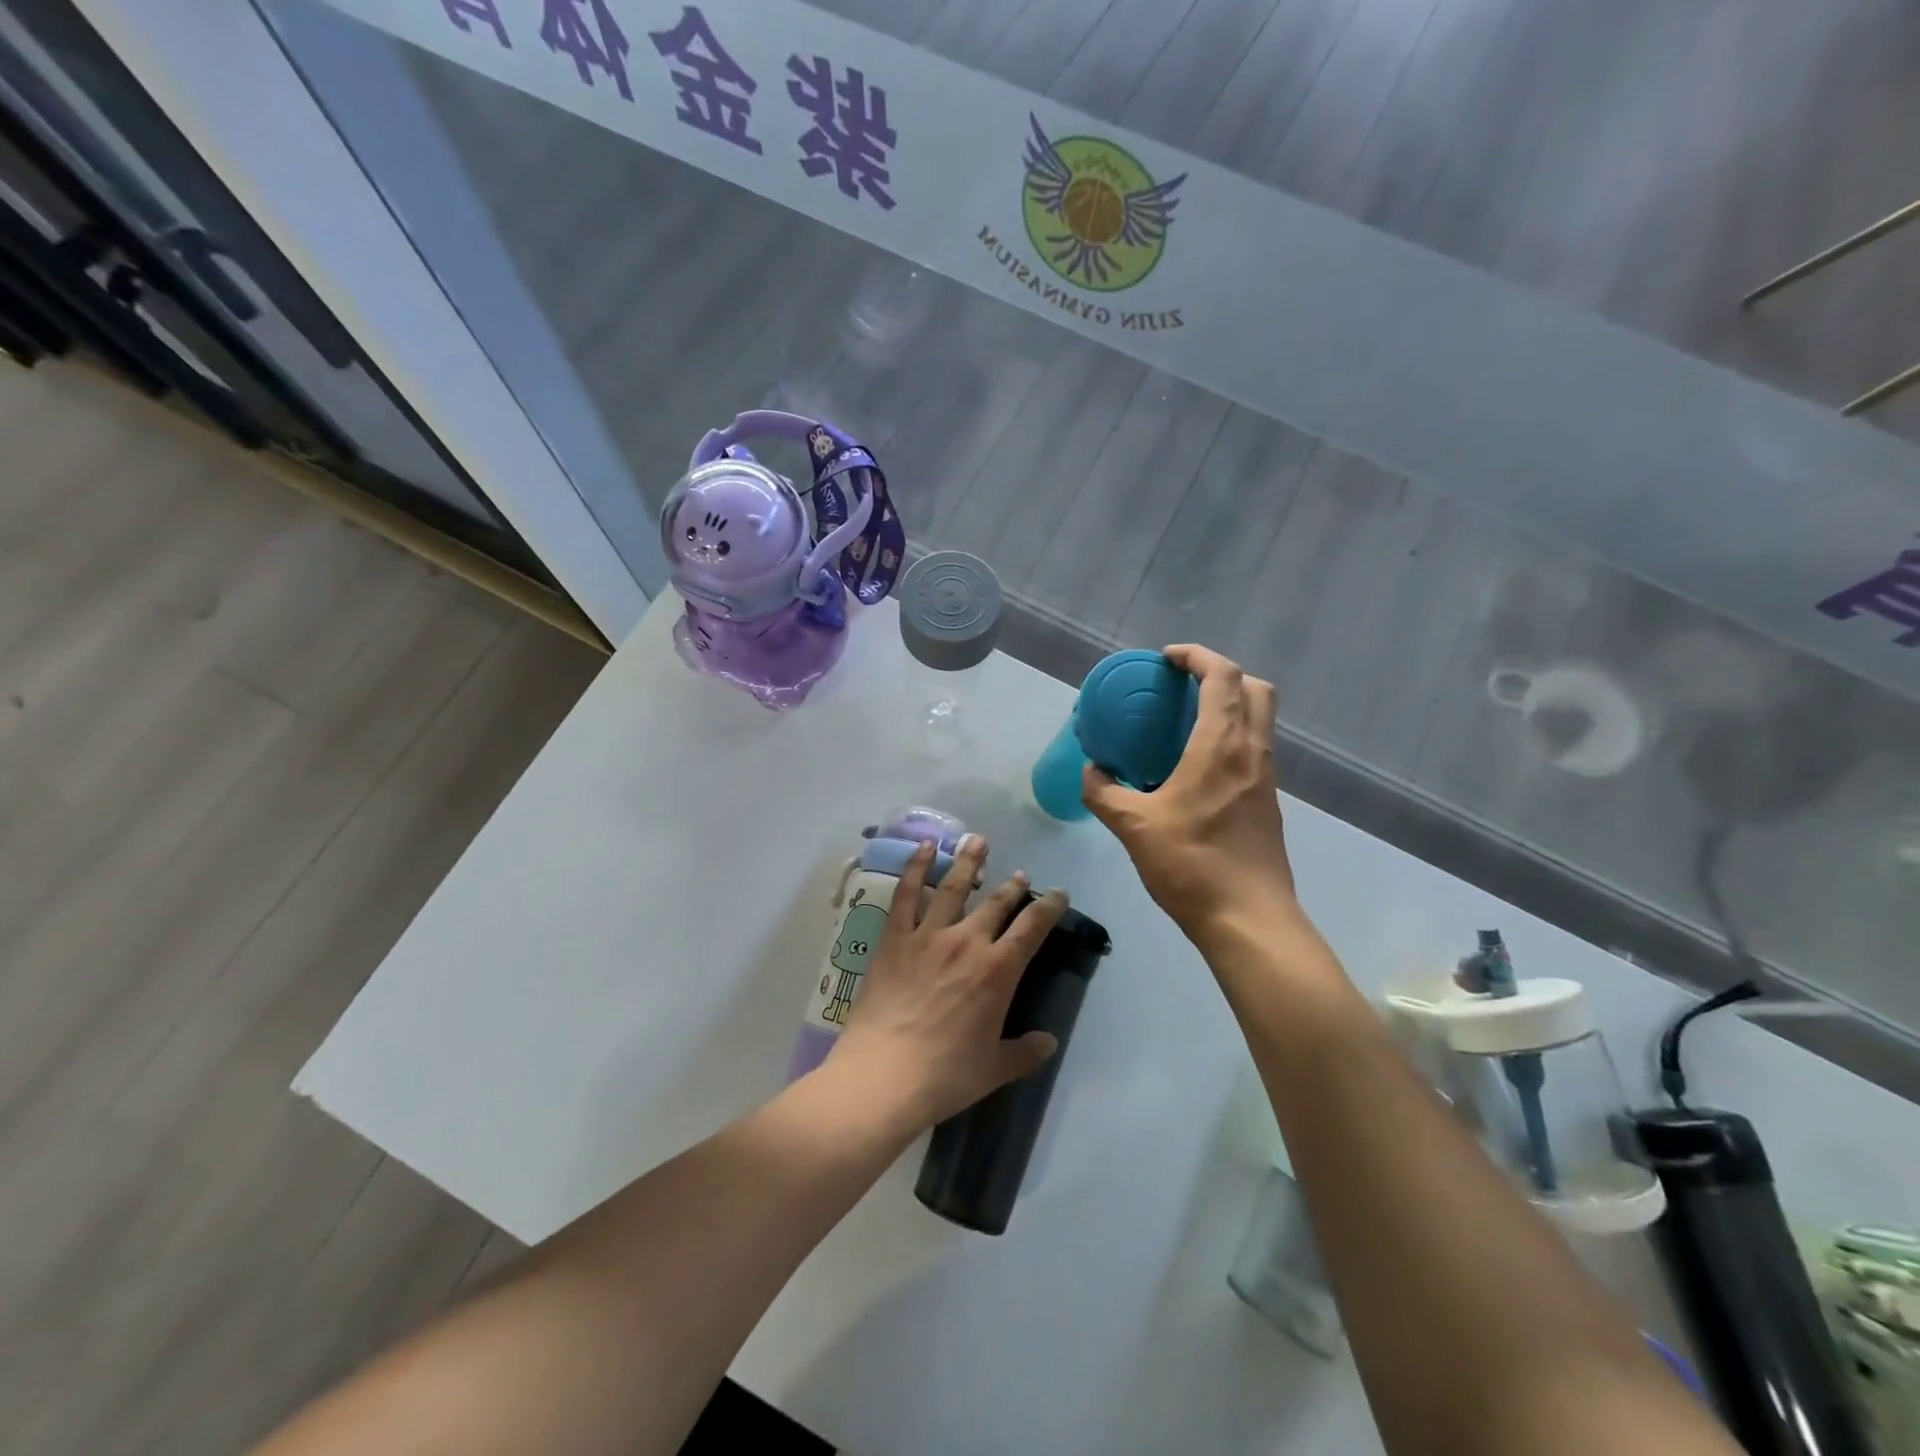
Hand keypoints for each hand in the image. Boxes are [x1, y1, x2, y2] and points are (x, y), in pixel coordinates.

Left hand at [831, 834, 1066, 1127]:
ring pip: (955, 886)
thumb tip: (1049, 1042)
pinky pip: (907, 895)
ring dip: (969, 861)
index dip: (1049, 906)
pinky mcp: (895, 938)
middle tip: (1019, 875)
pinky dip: (916, 867)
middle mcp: (967, 942)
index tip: (1058, 893)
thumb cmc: (945, 1076)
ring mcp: (928, 935)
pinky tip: (924, 848)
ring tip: (978, 840)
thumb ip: (1025, 1051)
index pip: (1033, 927)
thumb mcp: (994, 1069)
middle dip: (1012, 885)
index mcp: (998, 971)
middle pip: (997, 902)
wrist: (883, 1076)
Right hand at [1083, 645, 1296, 946]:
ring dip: (1230, 706)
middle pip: (1256, 688)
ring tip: (1185, 722)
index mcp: (1222, 747)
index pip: (1223, 677)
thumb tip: (1091, 772)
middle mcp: (1252, 752)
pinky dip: (1231, 737)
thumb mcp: (1133, 827)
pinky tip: (1197, 767)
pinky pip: (1254, 749)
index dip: (1197, 657)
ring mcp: (1265, 778)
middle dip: (1222, 674)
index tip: (1167, 660)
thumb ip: (1104, 793)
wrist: (1248, 919)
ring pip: (1260, 720)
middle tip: (1183, 686)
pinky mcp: (1268, 802)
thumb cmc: (1192, 865)